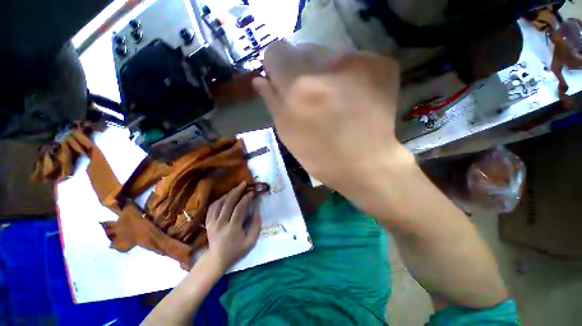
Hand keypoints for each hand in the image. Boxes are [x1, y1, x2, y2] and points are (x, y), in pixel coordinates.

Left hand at [205, 181, 260, 271]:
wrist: (216, 260)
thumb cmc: (236, 251)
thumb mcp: (251, 242)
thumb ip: (256, 226)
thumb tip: (257, 211)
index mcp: (232, 228)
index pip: (240, 208)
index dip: (246, 198)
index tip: (252, 192)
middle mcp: (221, 223)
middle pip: (228, 202)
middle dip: (237, 191)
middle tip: (244, 183)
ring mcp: (212, 222)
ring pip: (219, 202)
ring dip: (228, 193)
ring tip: (236, 188)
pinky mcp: (208, 222)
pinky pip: (212, 207)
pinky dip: (219, 199)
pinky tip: (225, 196)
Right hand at [253, 41, 412, 195]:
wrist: (365, 164)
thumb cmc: (320, 156)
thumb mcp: (287, 134)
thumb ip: (272, 102)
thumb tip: (260, 80)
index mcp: (297, 88)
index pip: (276, 51)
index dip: (278, 67)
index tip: (285, 82)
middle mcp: (325, 67)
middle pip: (304, 50)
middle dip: (303, 71)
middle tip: (314, 97)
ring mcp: (358, 62)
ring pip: (330, 55)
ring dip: (327, 74)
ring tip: (336, 100)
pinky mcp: (381, 64)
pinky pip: (355, 60)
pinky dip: (350, 76)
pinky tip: (355, 98)